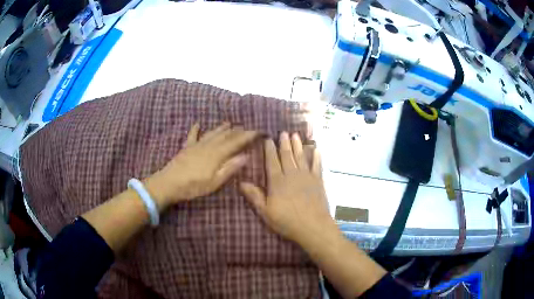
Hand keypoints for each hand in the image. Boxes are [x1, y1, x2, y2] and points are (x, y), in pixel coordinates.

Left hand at [146, 123, 257, 208]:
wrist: (169, 183)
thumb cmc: (193, 186)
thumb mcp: (215, 182)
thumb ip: (230, 168)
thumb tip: (246, 155)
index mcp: (217, 154)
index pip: (236, 142)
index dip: (247, 136)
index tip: (257, 131)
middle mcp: (208, 146)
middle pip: (225, 136)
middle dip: (236, 131)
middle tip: (246, 127)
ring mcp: (196, 145)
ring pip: (212, 133)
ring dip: (221, 128)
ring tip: (229, 123)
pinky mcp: (186, 148)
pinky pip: (192, 135)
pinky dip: (195, 129)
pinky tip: (198, 124)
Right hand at [240, 132, 336, 245]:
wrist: (313, 226)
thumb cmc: (286, 221)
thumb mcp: (265, 211)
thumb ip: (254, 196)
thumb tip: (241, 183)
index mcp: (277, 181)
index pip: (272, 161)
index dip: (270, 149)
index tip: (268, 139)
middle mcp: (292, 175)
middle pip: (287, 155)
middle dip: (284, 143)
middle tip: (284, 132)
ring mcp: (306, 177)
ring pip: (301, 157)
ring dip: (298, 145)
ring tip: (296, 135)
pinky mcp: (318, 181)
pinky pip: (317, 166)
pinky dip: (317, 157)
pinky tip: (317, 149)